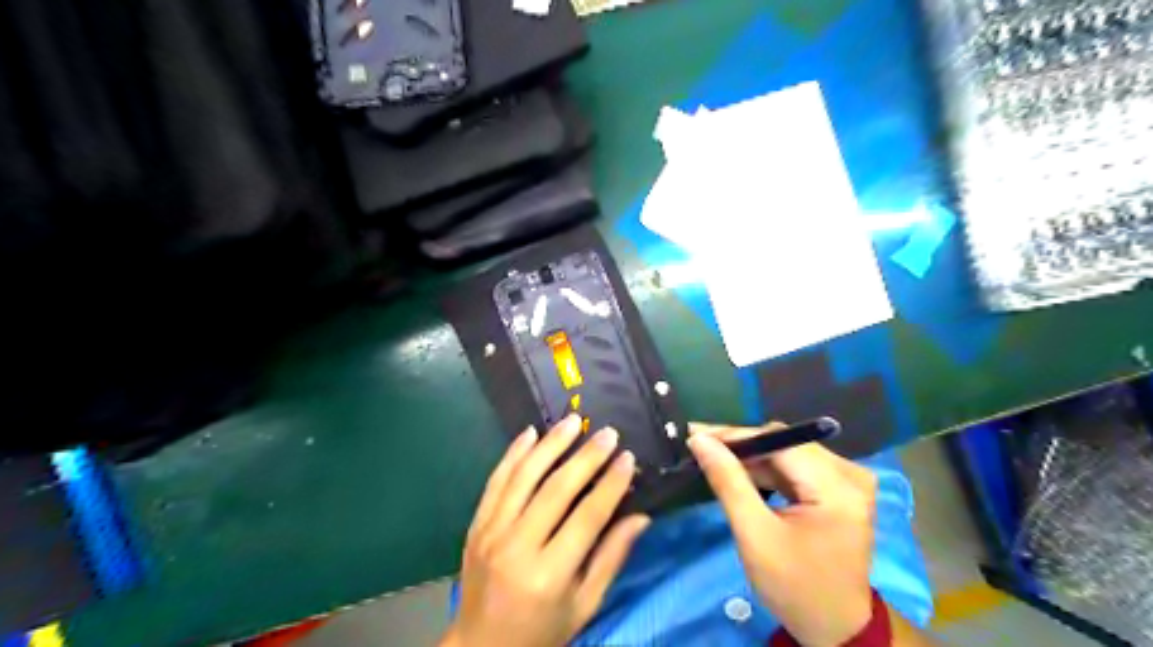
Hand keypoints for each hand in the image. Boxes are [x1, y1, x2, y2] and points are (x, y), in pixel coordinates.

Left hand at [443, 414, 652, 645]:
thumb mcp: (584, 606)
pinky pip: (496, 481)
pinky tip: (530, 433)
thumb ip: (611, 559)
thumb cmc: (541, 631)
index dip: (610, 484)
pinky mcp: (476, 524)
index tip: (627, 458)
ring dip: (550, 444)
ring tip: (572, 421)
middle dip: (586, 457)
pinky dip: (513, 454)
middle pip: (556, 490)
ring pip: (524, 476)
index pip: (587, 517)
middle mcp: (517, 547)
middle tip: (607, 433)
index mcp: (549, 575)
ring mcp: (491, 532)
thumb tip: (641, 517)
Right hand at [683, 423, 873, 645]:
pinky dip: (767, 470)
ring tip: (713, 458)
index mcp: (838, 488)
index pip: (779, 441)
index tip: (695, 434)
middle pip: (785, 443)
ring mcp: (848, 481)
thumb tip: (700, 440)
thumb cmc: (795, 587)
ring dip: (751, 458)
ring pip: (788, 452)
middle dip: (741, 446)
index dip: (735, 435)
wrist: (836, 629)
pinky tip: (740, 474)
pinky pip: (796, 466)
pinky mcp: (841, 489)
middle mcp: (850, 474)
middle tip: (699, 447)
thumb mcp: (755, 535)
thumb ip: (728, 482)